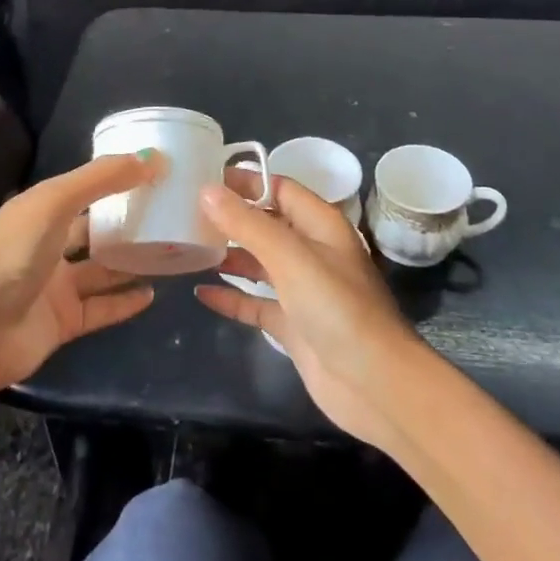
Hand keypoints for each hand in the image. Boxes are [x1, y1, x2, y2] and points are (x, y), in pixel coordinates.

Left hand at [0, 153, 158, 397]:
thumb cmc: (11, 255)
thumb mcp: (55, 203)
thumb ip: (102, 179)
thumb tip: (153, 158)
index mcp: (40, 211)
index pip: (85, 189)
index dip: (117, 179)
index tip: (158, 172)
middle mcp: (48, 245)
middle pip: (94, 229)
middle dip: (127, 222)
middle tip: (172, 214)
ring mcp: (55, 286)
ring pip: (101, 270)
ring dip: (131, 262)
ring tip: (171, 251)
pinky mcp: (63, 322)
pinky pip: (101, 308)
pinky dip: (125, 302)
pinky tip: (153, 294)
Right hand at [195, 174, 427, 448]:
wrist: (374, 383)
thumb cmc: (336, 308)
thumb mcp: (290, 257)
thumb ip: (248, 224)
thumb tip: (207, 191)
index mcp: (320, 225)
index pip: (279, 188)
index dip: (245, 181)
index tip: (202, 177)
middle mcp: (312, 252)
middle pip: (267, 224)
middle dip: (231, 217)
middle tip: (185, 212)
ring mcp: (302, 290)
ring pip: (260, 263)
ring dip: (229, 255)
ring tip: (188, 247)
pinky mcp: (293, 324)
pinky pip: (256, 303)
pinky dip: (232, 297)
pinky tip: (201, 294)